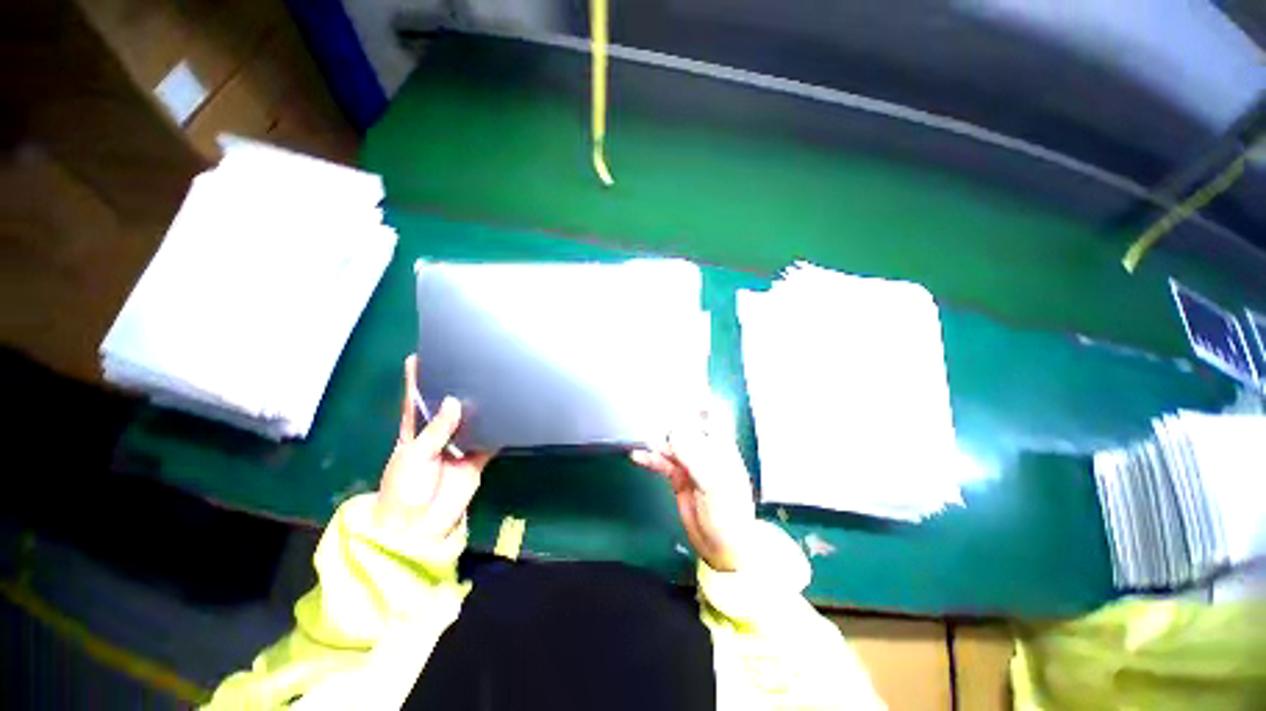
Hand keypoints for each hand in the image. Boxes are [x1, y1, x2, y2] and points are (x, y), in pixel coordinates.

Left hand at [375, 354, 492, 538]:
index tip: (418, 356)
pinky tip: (508, 414)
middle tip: (469, 365)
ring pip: (471, 422)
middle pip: (447, 408)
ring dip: (479, 407)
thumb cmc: (406, 489)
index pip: (414, 402)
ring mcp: (459, 446)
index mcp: (414, 433)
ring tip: (491, 383)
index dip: (415, 381)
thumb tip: (454, 401)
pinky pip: (490, 441)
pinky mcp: (477, 458)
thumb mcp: (415, 457)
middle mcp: (438, 435)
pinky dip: (498, 430)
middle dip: (455, 390)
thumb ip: (437, 430)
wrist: (422, 526)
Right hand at [631, 408, 755, 571]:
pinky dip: (651, 458)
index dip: (701, 400)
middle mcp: (706, 450)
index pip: (713, 415)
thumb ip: (693, 454)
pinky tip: (638, 456)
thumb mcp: (713, 482)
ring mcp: (691, 463)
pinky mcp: (679, 477)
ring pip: (672, 444)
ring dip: (657, 440)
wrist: (722, 546)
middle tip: (651, 408)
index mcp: (721, 447)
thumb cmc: (727, 512)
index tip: (683, 387)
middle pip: (687, 427)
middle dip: (671, 418)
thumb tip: (672, 431)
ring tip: (642, 436)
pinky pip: (662, 462)